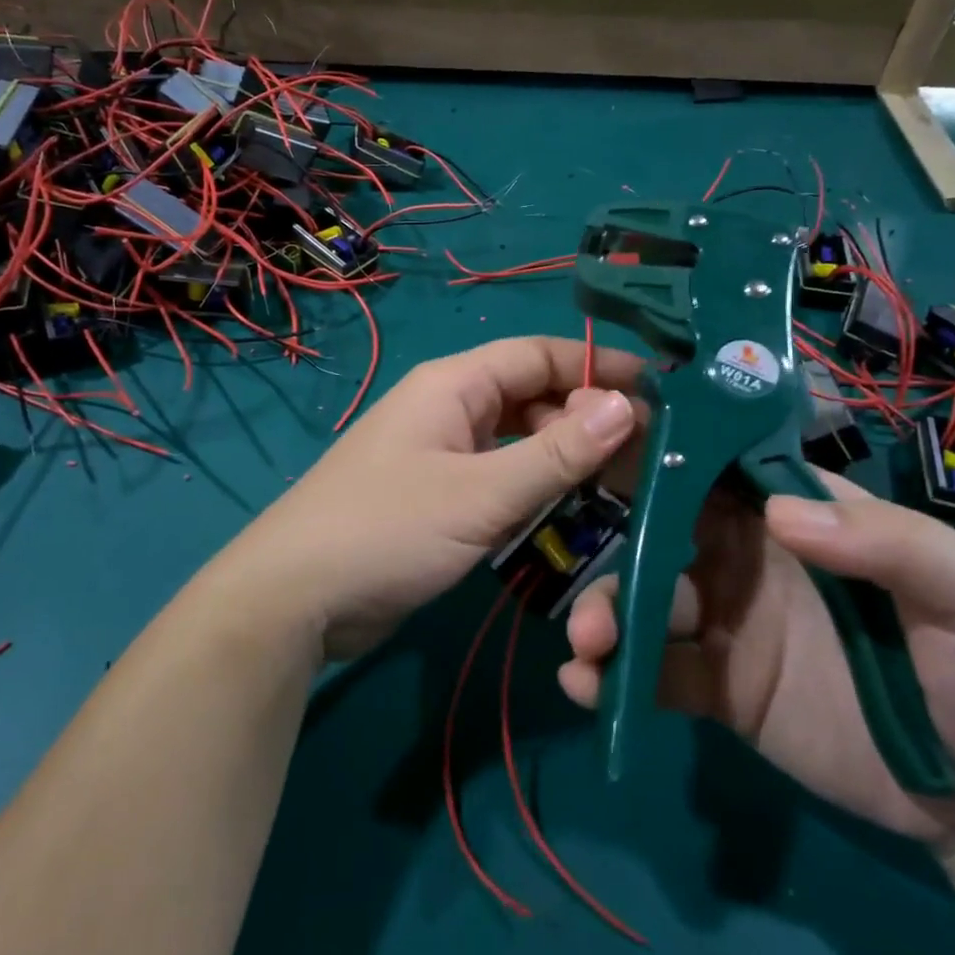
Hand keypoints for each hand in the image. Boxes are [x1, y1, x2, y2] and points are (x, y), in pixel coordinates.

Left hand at [220, 337, 643, 662]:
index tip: (658, 391)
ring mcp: (442, 455)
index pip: (539, 356)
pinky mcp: (438, 498)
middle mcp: (450, 410)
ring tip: (621, 492)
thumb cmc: (388, 529)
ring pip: (520, 443)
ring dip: (565, 462)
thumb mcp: (481, 493)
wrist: (296, 598)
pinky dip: (536, 493)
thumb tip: (626, 406)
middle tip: (647, 458)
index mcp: (454, 385)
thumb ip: (556, 454)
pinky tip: (570, 518)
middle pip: (533, 399)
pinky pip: (500, 481)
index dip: (597, 367)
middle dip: (587, 422)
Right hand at [557, 475, 954, 849]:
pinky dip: (614, 676)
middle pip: (660, 528)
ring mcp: (725, 621)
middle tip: (587, 548)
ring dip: (606, 611)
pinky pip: (653, 672)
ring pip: (645, 599)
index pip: (717, 462)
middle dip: (616, 534)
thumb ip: (895, 544)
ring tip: (588, 643)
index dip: (661, 446)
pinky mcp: (715, 685)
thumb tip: (777, 514)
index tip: (599, 436)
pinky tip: (589, 688)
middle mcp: (745, 556)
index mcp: (794, 513)